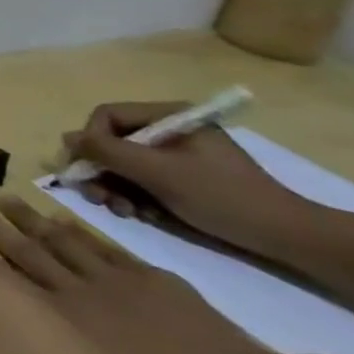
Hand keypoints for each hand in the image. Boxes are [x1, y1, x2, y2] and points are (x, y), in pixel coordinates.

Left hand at [0, 195, 353, 353]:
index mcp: (151, 284)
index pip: (102, 249)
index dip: (70, 231)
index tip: (47, 215)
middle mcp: (104, 282)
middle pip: (54, 242)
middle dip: (22, 220)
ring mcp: (72, 298)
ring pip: (23, 252)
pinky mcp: (49, 319)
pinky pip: (8, 283)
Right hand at [65, 103, 304, 253]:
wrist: (287, 237)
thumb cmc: (222, 196)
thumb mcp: (157, 172)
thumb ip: (107, 150)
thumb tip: (66, 138)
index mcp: (169, 116)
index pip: (107, 116)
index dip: (90, 141)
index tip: (88, 170)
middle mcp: (169, 130)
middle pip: (112, 142)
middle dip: (101, 171)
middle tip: (99, 199)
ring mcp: (176, 155)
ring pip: (122, 164)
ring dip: (114, 188)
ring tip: (123, 211)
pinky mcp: (182, 178)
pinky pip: (141, 180)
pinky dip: (133, 197)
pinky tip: (142, 214)